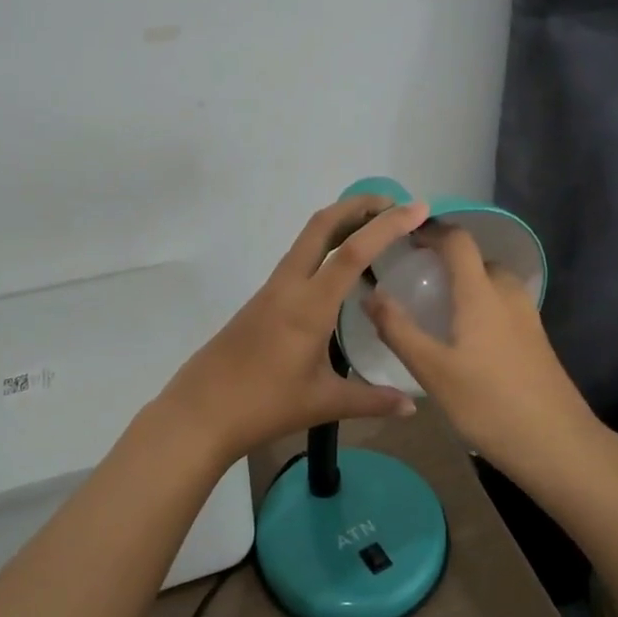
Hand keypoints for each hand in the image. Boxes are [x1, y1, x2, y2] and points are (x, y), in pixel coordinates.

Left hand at [162, 196, 429, 465]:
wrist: (200, 412)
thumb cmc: (264, 405)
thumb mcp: (324, 403)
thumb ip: (372, 400)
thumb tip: (412, 406)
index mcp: (309, 305)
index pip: (353, 251)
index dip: (387, 225)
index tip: (417, 208)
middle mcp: (289, 286)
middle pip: (322, 225)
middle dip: (359, 205)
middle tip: (395, 204)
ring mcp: (271, 290)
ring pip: (307, 239)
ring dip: (341, 223)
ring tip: (375, 230)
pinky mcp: (262, 300)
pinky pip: (298, 259)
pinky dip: (325, 246)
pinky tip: (341, 269)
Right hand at [361, 222, 598, 477]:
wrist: (557, 444)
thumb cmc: (488, 403)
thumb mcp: (432, 370)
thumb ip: (398, 330)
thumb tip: (370, 295)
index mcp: (481, 293)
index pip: (458, 241)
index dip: (432, 230)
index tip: (405, 236)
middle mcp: (508, 295)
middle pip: (478, 260)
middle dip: (447, 260)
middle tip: (415, 278)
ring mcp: (527, 318)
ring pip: (494, 284)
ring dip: (466, 284)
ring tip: (437, 307)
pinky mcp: (536, 341)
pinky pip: (503, 307)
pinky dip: (481, 306)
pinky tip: (465, 339)